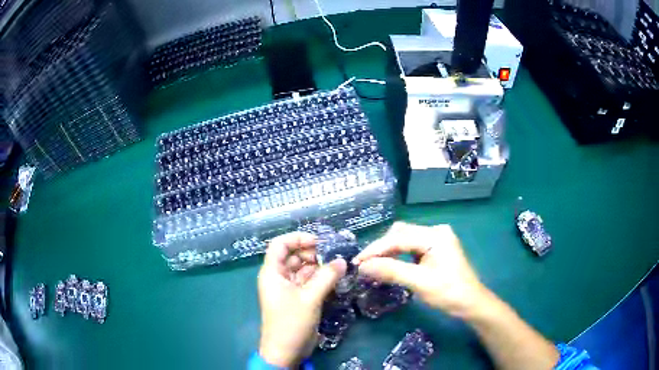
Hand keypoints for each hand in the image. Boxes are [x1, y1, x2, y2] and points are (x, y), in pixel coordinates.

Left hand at [258, 232, 346, 366]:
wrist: (286, 351)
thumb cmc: (292, 322)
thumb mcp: (310, 298)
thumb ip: (327, 277)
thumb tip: (343, 260)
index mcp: (272, 272)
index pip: (280, 244)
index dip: (298, 238)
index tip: (319, 242)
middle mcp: (278, 277)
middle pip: (293, 255)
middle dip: (312, 253)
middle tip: (334, 255)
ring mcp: (288, 289)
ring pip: (303, 269)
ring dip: (319, 266)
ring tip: (339, 265)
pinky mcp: (298, 299)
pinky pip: (308, 282)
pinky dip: (320, 278)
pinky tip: (335, 278)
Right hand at [353, 222, 487, 317]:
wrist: (470, 303)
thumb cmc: (449, 293)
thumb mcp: (419, 283)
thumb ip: (391, 271)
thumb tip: (362, 266)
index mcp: (435, 235)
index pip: (398, 237)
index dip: (375, 249)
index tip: (357, 262)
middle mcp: (435, 231)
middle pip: (400, 234)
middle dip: (381, 249)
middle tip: (363, 265)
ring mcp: (436, 239)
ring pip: (404, 239)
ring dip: (388, 251)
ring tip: (372, 264)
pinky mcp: (435, 248)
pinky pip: (411, 247)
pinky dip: (397, 255)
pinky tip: (389, 264)